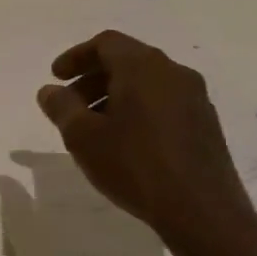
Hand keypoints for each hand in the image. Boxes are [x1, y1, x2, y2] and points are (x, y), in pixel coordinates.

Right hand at [36, 31, 256, 255]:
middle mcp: (174, 73)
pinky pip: (163, 103)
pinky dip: (137, 110)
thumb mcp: (83, 136)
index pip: (105, 43)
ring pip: (146, 84)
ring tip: (93, 128)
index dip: (75, 57)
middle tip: (69, 105)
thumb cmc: (134, 165)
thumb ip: (61, 106)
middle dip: (92, 78)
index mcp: (143, 67)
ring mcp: (195, 99)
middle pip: (127, 61)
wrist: (202, 212)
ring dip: (114, 96)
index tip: (56, 78)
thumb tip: (50, 90)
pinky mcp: (205, 124)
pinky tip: (124, 142)